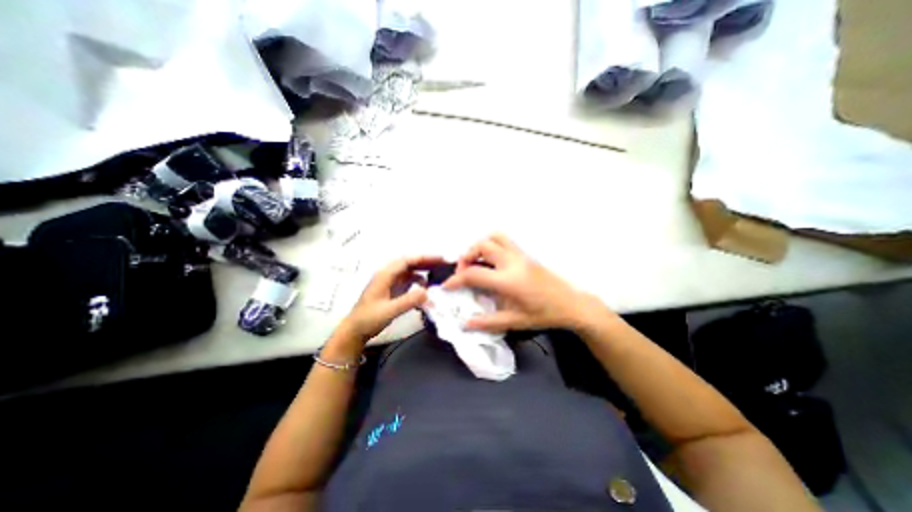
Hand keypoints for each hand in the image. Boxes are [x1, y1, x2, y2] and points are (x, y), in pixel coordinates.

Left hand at [337, 253, 445, 343]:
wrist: (354, 330)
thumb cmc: (369, 319)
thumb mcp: (389, 311)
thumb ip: (408, 301)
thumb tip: (428, 292)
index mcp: (385, 275)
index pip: (407, 261)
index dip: (424, 258)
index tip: (440, 259)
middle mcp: (388, 274)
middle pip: (409, 262)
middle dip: (426, 261)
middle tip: (443, 263)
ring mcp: (389, 281)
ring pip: (409, 270)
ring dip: (423, 269)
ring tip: (438, 271)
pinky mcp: (392, 289)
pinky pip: (408, 279)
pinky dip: (418, 279)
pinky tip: (425, 286)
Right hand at [444, 235, 603, 331]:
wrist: (572, 303)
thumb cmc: (544, 314)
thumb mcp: (515, 321)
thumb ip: (488, 322)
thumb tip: (465, 323)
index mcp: (508, 280)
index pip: (473, 274)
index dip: (456, 280)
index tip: (447, 286)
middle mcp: (512, 262)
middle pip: (482, 245)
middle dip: (466, 256)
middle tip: (464, 272)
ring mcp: (520, 254)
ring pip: (495, 237)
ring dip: (480, 245)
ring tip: (476, 261)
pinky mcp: (526, 253)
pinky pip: (505, 240)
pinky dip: (492, 244)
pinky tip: (492, 261)